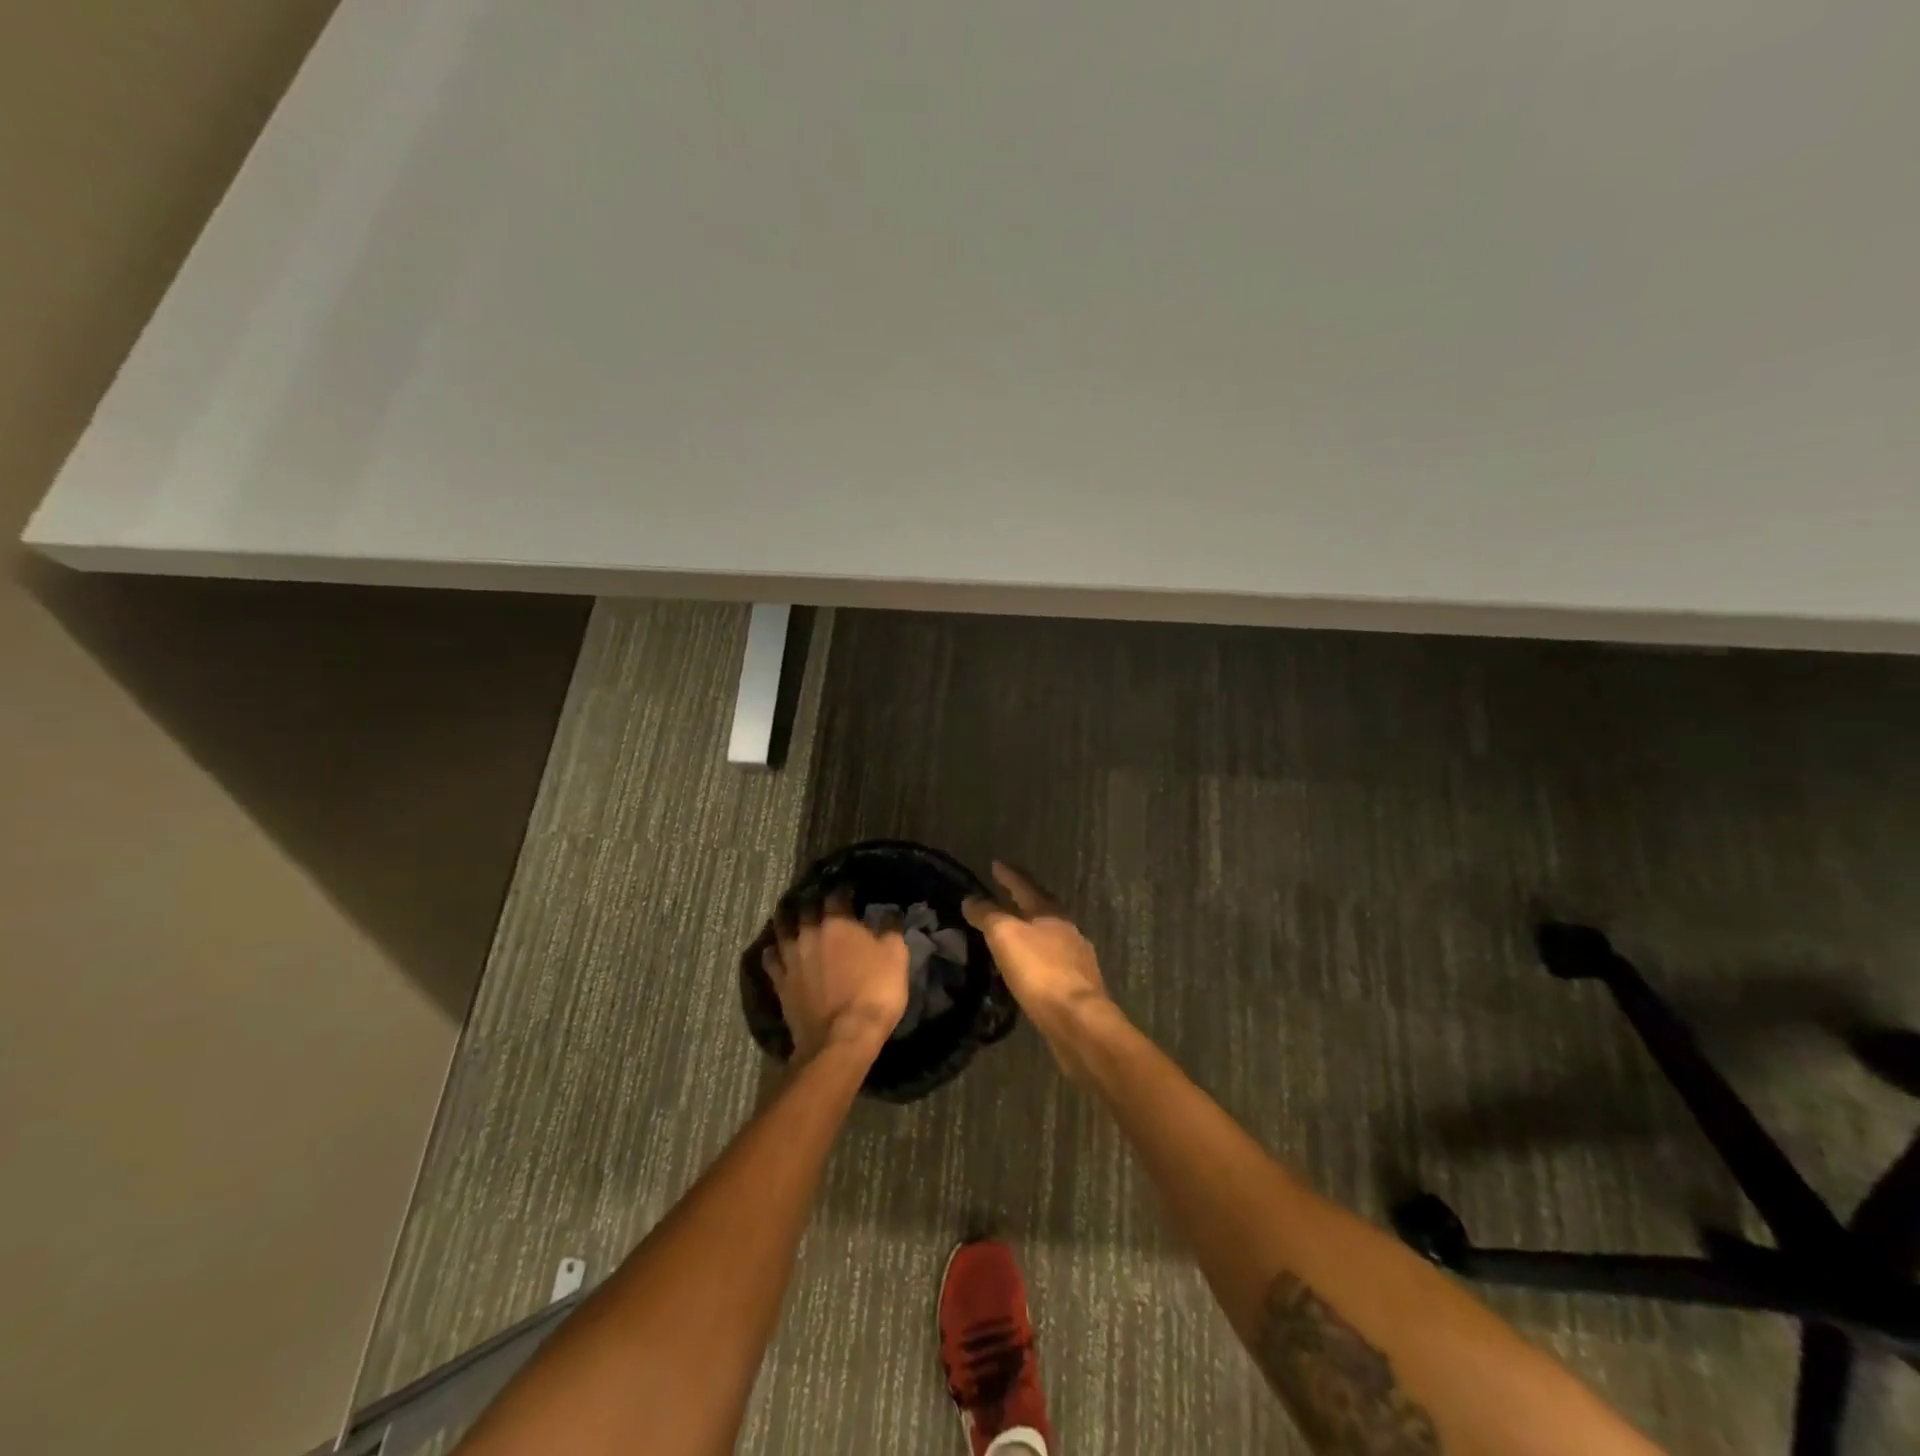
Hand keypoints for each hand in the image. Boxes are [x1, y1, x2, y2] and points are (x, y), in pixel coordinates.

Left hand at [763, 888, 909, 1063]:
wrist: (841, 1038)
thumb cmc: (874, 992)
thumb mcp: (896, 957)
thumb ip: (891, 929)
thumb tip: (890, 912)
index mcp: (837, 923)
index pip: (836, 895)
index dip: (843, 889)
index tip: (848, 889)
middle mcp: (809, 933)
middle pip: (805, 908)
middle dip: (813, 901)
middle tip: (818, 899)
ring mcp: (791, 958)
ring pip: (782, 929)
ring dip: (788, 920)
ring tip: (792, 917)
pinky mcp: (780, 983)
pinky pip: (771, 959)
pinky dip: (774, 951)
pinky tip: (776, 950)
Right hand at [963, 862, 1112, 1080]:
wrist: (1078, 1020)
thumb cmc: (1040, 971)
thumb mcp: (1005, 936)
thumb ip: (987, 915)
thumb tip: (971, 899)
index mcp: (1050, 912)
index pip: (1025, 885)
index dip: (1008, 874)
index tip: (995, 864)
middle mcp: (1067, 929)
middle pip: (1040, 908)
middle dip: (1020, 901)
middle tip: (1000, 896)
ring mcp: (1076, 957)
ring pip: (1047, 935)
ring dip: (1028, 930)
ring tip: (1009, 932)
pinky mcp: (1076, 985)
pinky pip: (1050, 961)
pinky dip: (1034, 957)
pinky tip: (1026, 967)